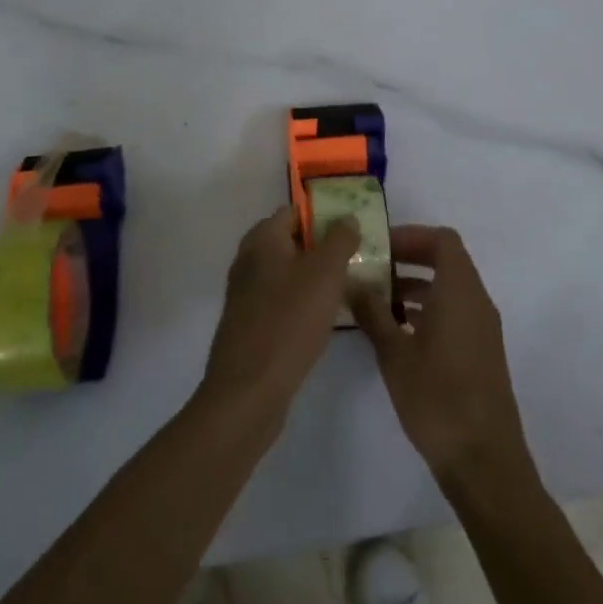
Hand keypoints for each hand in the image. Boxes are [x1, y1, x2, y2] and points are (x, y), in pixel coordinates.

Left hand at [200, 207, 358, 433]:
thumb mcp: (325, 273)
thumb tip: (345, 218)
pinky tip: (324, 317)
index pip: (294, 212)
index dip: (323, 215)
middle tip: (356, 257)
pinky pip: (281, 301)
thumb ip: (339, 240)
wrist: (248, 391)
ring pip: (287, 273)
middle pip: (290, 242)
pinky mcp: (250, 324)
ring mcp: (246, 294)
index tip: (352, 227)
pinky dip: (302, 302)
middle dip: (322, 247)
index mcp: (262, 240)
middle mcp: (249, 261)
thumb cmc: (289, 321)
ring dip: (314, 277)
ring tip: (348, 286)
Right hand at [353, 225, 534, 494]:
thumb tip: (354, 283)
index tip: (381, 247)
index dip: (412, 236)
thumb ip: (373, 313)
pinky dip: (429, 308)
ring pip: (450, 288)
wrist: (484, 460)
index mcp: (459, 290)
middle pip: (447, 260)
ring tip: (378, 300)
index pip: (442, 240)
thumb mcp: (394, 353)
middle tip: (374, 269)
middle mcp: (477, 300)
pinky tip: (400, 332)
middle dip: (410, 258)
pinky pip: (456, 311)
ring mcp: (483, 328)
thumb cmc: (437, 398)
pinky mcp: (482, 352)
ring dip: (417, 285)